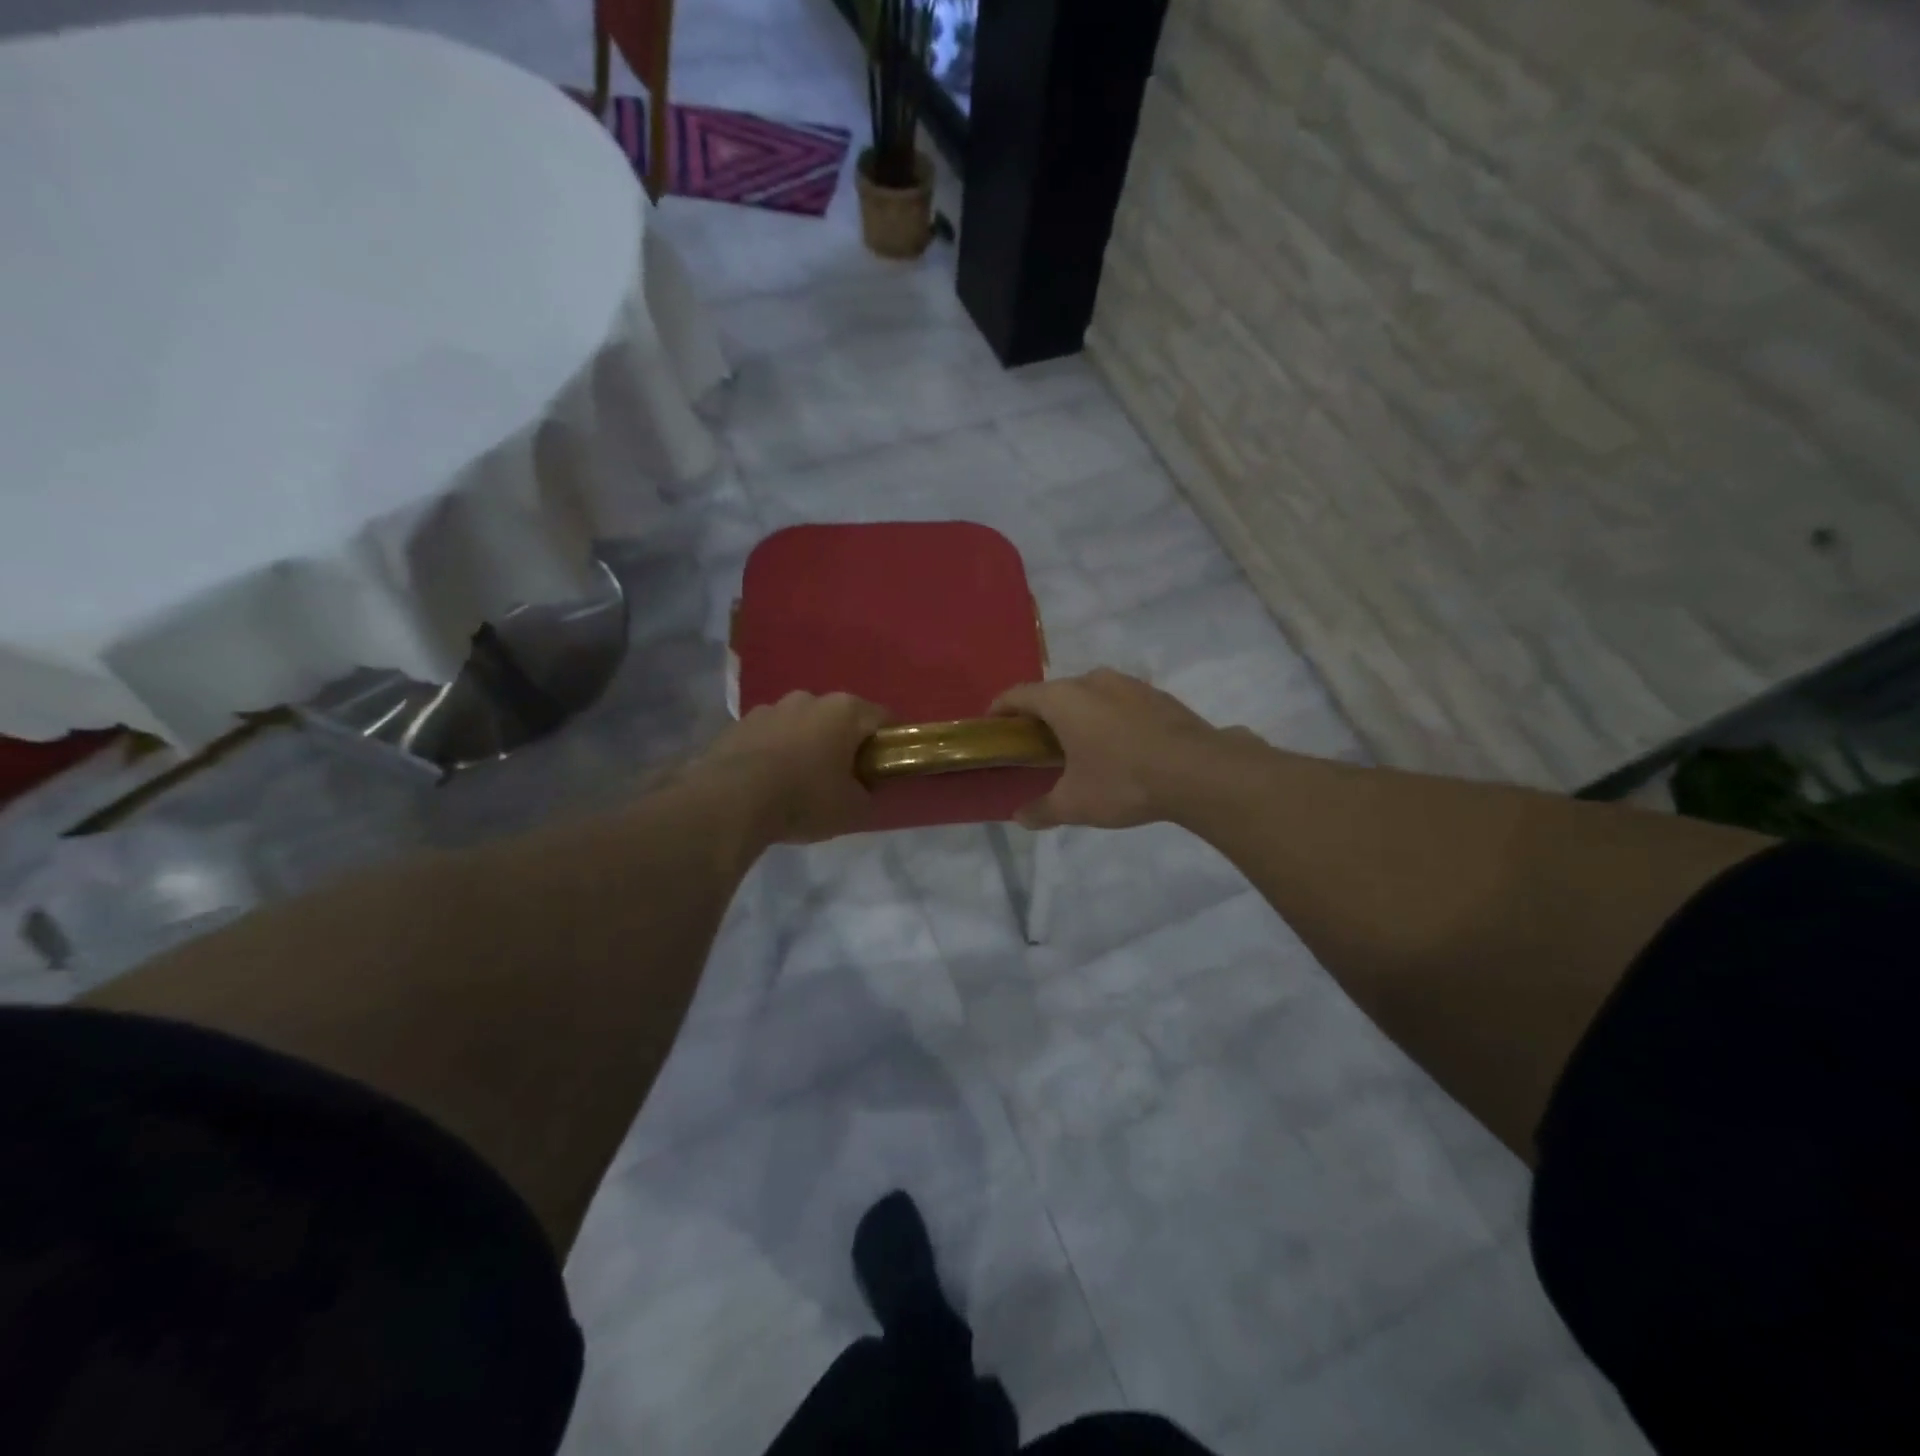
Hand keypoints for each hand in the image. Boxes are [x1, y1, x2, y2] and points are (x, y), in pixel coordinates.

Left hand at [687, 691, 888, 843]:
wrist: (730, 801)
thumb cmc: (804, 798)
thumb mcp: (852, 809)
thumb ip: (867, 793)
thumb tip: (865, 788)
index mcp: (844, 711)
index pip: (882, 718)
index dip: (889, 742)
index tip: (886, 766)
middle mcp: (808, 698)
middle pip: (838, 718)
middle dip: (843, 742)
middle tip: (843, 776)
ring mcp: (770, 708)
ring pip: (800, 725)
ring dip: (805, 744)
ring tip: (799, 781)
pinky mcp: (738, 724)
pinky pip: (768, 737)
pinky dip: (774, 752)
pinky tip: (768, 782)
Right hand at [992, 669, 1233, 829]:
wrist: (1198, 771)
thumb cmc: (1123, 781)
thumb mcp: (1076, 804)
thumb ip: (1043, 809)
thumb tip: (1020, 817)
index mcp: (1063, 699)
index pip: (1017, 695)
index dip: (999, 710)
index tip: (992, 727)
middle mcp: (1092, 681)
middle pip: (1053, 693)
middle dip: (1039, 716)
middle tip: (1035, 746)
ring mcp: (1128, 684)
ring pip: (1089, 694)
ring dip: (1077, 714)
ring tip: (1078, 746)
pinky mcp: (1156, 695)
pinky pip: (1118, 702)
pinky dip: (1107, 717)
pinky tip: (1117, 746)